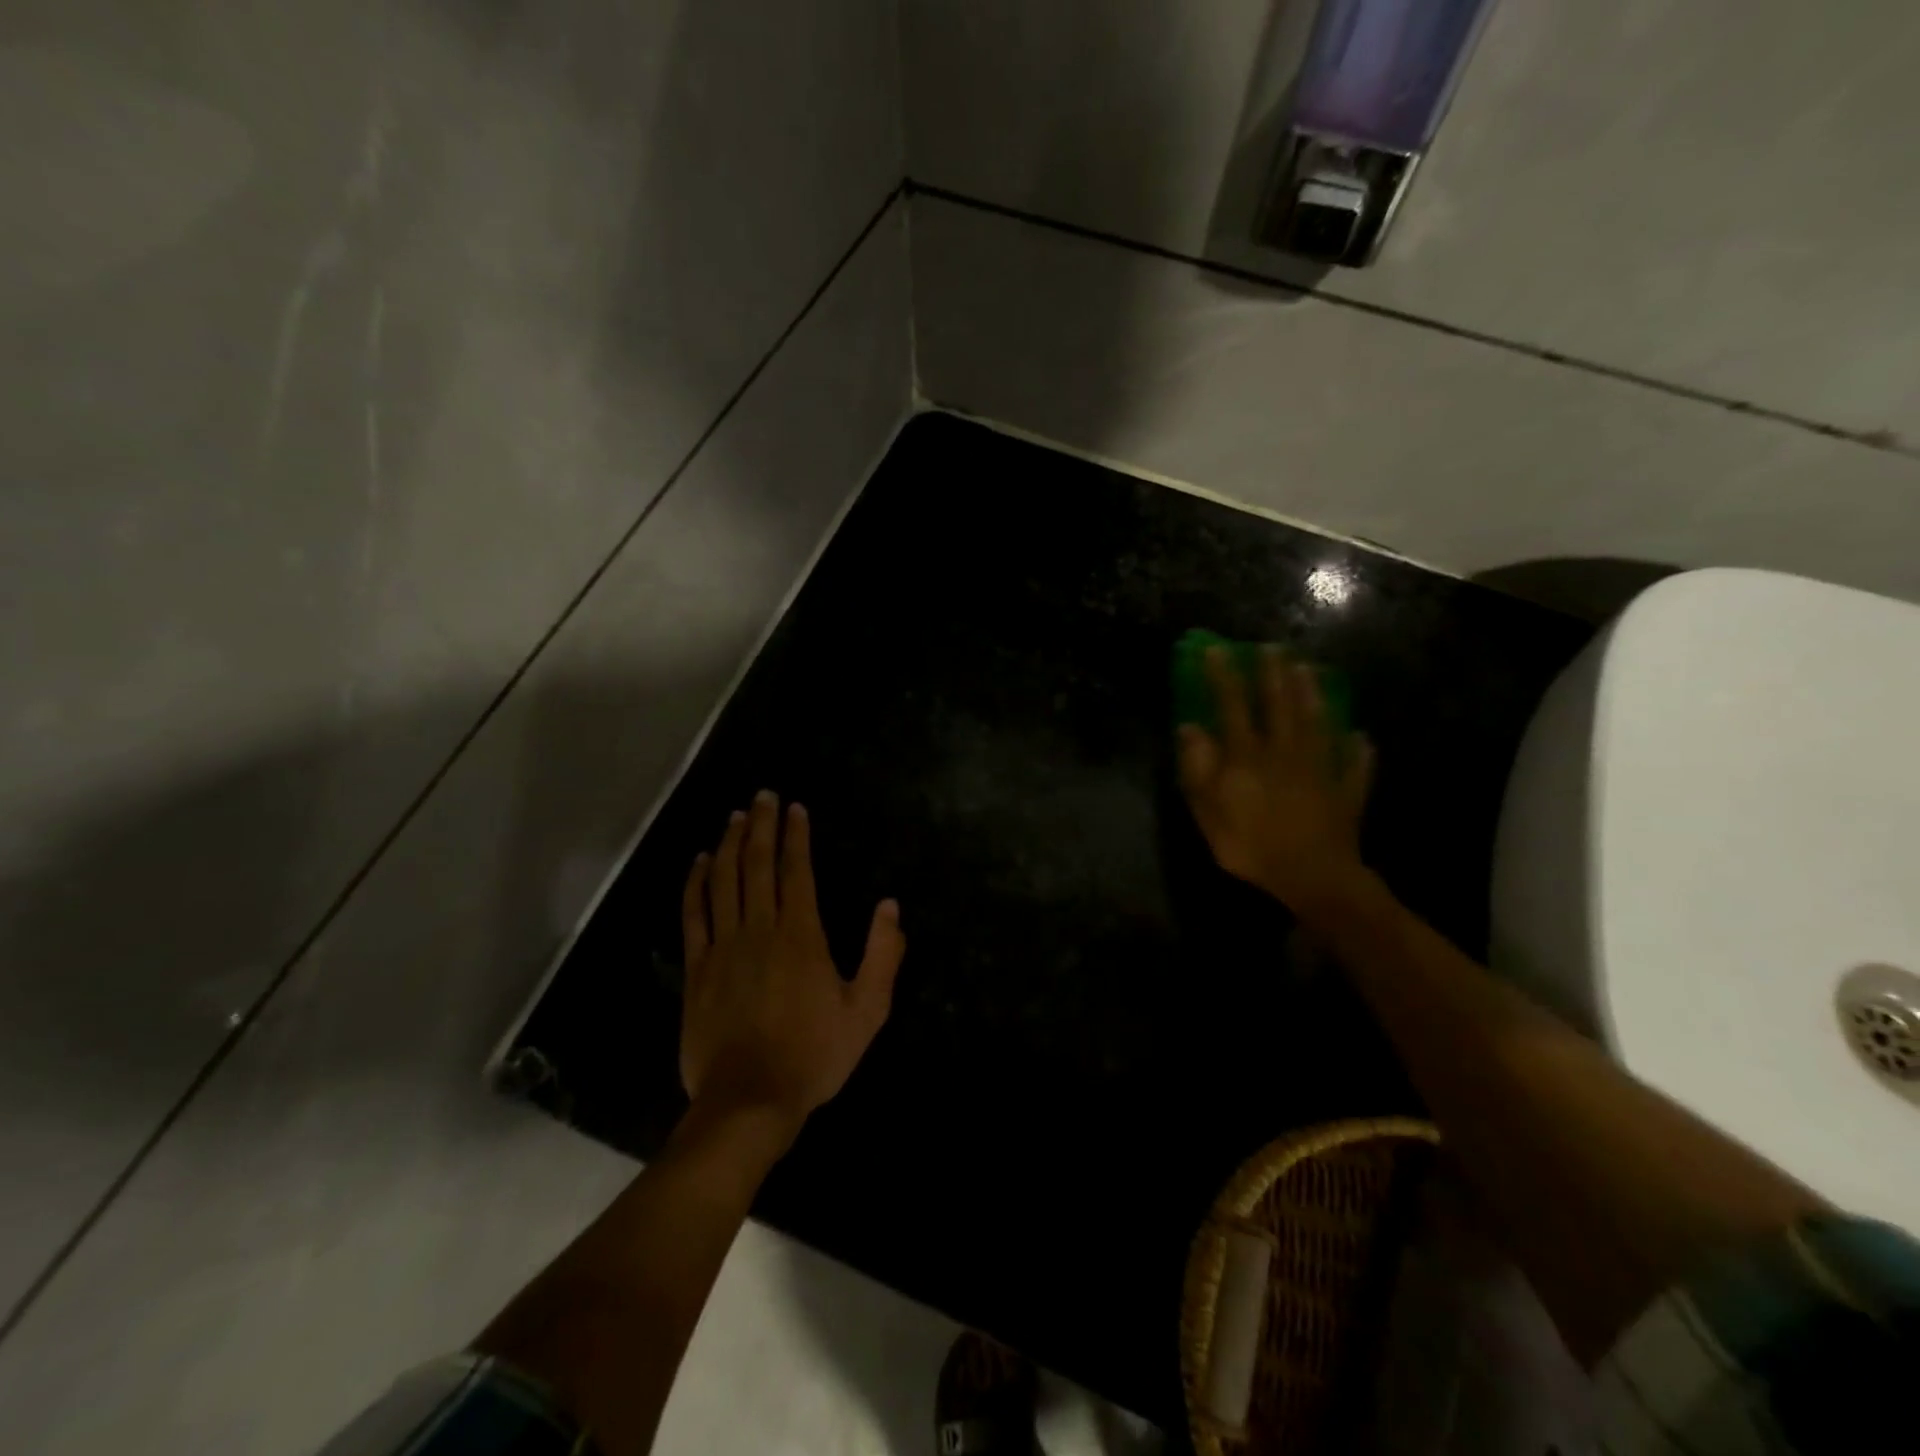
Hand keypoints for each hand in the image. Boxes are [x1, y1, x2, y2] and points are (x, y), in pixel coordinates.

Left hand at [680, 791, 905, 1133]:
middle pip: (756, 865)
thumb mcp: (867, 1011)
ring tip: (734, 816)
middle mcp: (760, 929)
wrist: (749, 1100)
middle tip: (762, 795)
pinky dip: (695, 883)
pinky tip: (698, 862)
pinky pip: (694, 914)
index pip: (796, 871)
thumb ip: (883, 955)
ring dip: (728, 844)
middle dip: (760, 826)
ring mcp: (723, 947)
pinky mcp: (697, 969)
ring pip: (723, 881)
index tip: (795, 809)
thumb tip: (890, 906)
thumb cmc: (814, 1055)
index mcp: (801, 936)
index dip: (795, 836)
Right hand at [1177, 646, 1374, 918]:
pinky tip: (1360, 737)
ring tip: (1308, 670)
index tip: (1216, 649)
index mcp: (1248, 756)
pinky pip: (1354, 765)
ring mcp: (1320, 769)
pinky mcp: (1345, 791)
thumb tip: (1189, 728)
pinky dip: (1357, 750)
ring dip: (1312, 695)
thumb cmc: (1251, 845)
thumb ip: (1198, 768)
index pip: (1233, 706)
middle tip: (1273, 647)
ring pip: (1317, 724)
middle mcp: (1285, 752)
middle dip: (1274, 674)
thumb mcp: (1208, 810)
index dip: (1224, 676)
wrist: (1311, 877)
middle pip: (1280, 705)